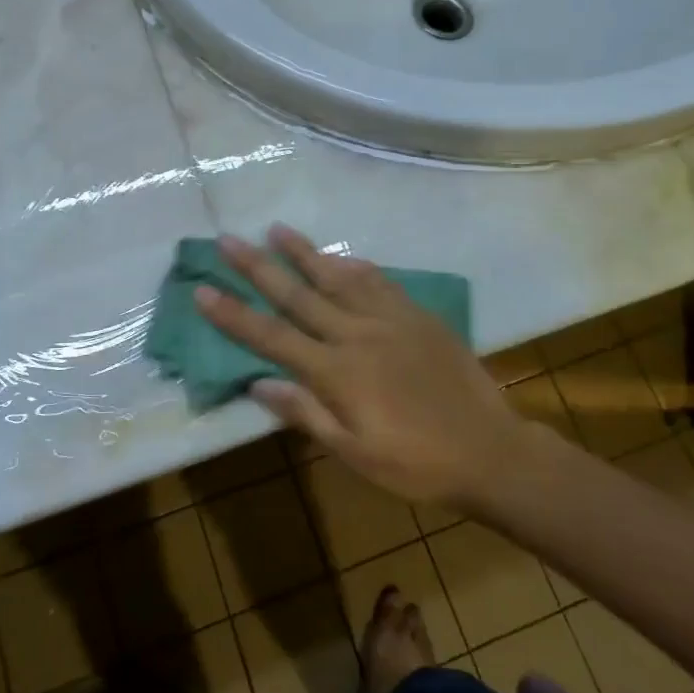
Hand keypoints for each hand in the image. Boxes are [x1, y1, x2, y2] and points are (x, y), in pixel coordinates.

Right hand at [194, 226, 528, 507]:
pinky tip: (341, 257)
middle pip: (297, 294)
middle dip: (257, 266)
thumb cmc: (416, 463)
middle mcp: (356, 334)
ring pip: (337, 276)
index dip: (234, 314)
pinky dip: (354, 266)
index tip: (203, 290)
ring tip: (276, 228)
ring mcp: (389, 319)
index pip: (271, 337)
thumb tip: (258, 383)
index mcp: (336, 372)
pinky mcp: (417, 314)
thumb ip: (306, 414)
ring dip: (304, 252)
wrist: (490, 450)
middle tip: (227, 239)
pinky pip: (379, 281)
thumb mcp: (355, 453)